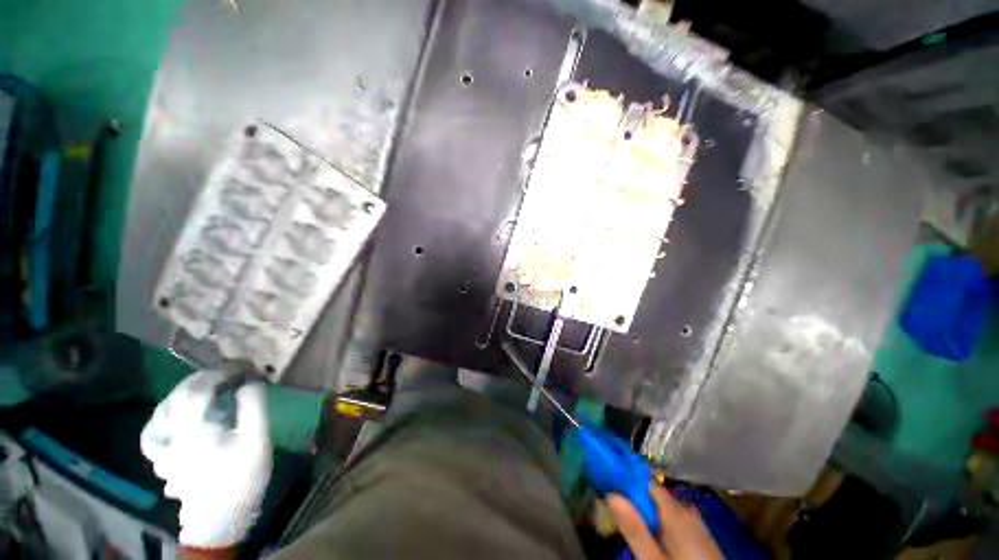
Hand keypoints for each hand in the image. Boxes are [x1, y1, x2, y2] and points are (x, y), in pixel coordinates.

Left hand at [141, 370, 271, 548]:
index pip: (201, 388)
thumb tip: (250, 383)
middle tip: (229, 372)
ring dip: (183, 393)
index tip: (245, 366)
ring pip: (162, 410)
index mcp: (195, 428)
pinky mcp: (164, 460)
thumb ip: (254, 408)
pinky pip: (153, 433)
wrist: (219, 520)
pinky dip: (162, 419)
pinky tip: (173, 418)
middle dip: (205, 377)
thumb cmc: (241, 478)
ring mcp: (164, 448)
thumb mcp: (257, 442)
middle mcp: (172, 434)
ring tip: (204, 388)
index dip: (222, 371)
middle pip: (179, 395)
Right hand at [608, 483, 722, 559]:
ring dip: (646, 513)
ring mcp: (696, 524)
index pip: (646, 482)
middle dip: (634, 500)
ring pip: (663, 509)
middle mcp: (687, 511)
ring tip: (629, 523)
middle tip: (614, 510)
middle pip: (654, 496)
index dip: (626, 479)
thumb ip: (635, 529)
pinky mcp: (700, 537)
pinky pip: (674, 520)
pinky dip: (659, 523)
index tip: (607, 480)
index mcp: (676, 511)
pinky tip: (653, 536)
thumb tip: (611, 494)